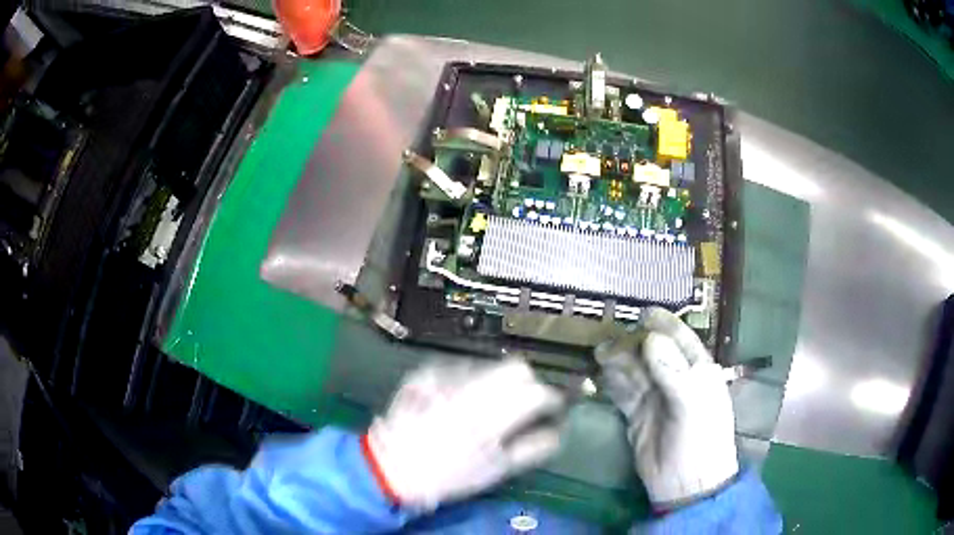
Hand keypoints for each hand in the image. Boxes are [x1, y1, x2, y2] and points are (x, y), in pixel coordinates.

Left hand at [363, 359, 564, 509]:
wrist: (391, 465)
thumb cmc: (448, 475)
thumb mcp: (496, 470)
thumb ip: (534, 448)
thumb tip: (557, 431)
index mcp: (491, 418)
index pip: (537, 392)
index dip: (551, 398)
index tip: (550, 408)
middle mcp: (470, 390)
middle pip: (516, 367)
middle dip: (527, 383)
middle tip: (522, 403)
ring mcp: (445, 378)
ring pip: (490, 365)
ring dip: (497, 382)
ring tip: (486, 406)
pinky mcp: (427, 373)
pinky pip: (460, 368)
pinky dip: (469, 381)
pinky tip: (458, 402)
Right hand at [595, 307, 737, 506]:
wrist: (686, 483)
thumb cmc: (700, 439)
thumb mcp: (691, 403)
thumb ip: (672, 370)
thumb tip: (650, 338)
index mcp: (698, 372)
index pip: (681, 340)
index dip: (665, 324)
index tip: (643, 312)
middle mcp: (677, 381)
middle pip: (653, 354)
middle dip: (633, 343)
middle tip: (608, 336)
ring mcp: (656, 399)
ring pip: (635, 372)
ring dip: (618, 361)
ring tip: (599, 352)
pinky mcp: (637, 417)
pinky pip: (623, 393)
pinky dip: (611, 383)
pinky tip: (599, 374)